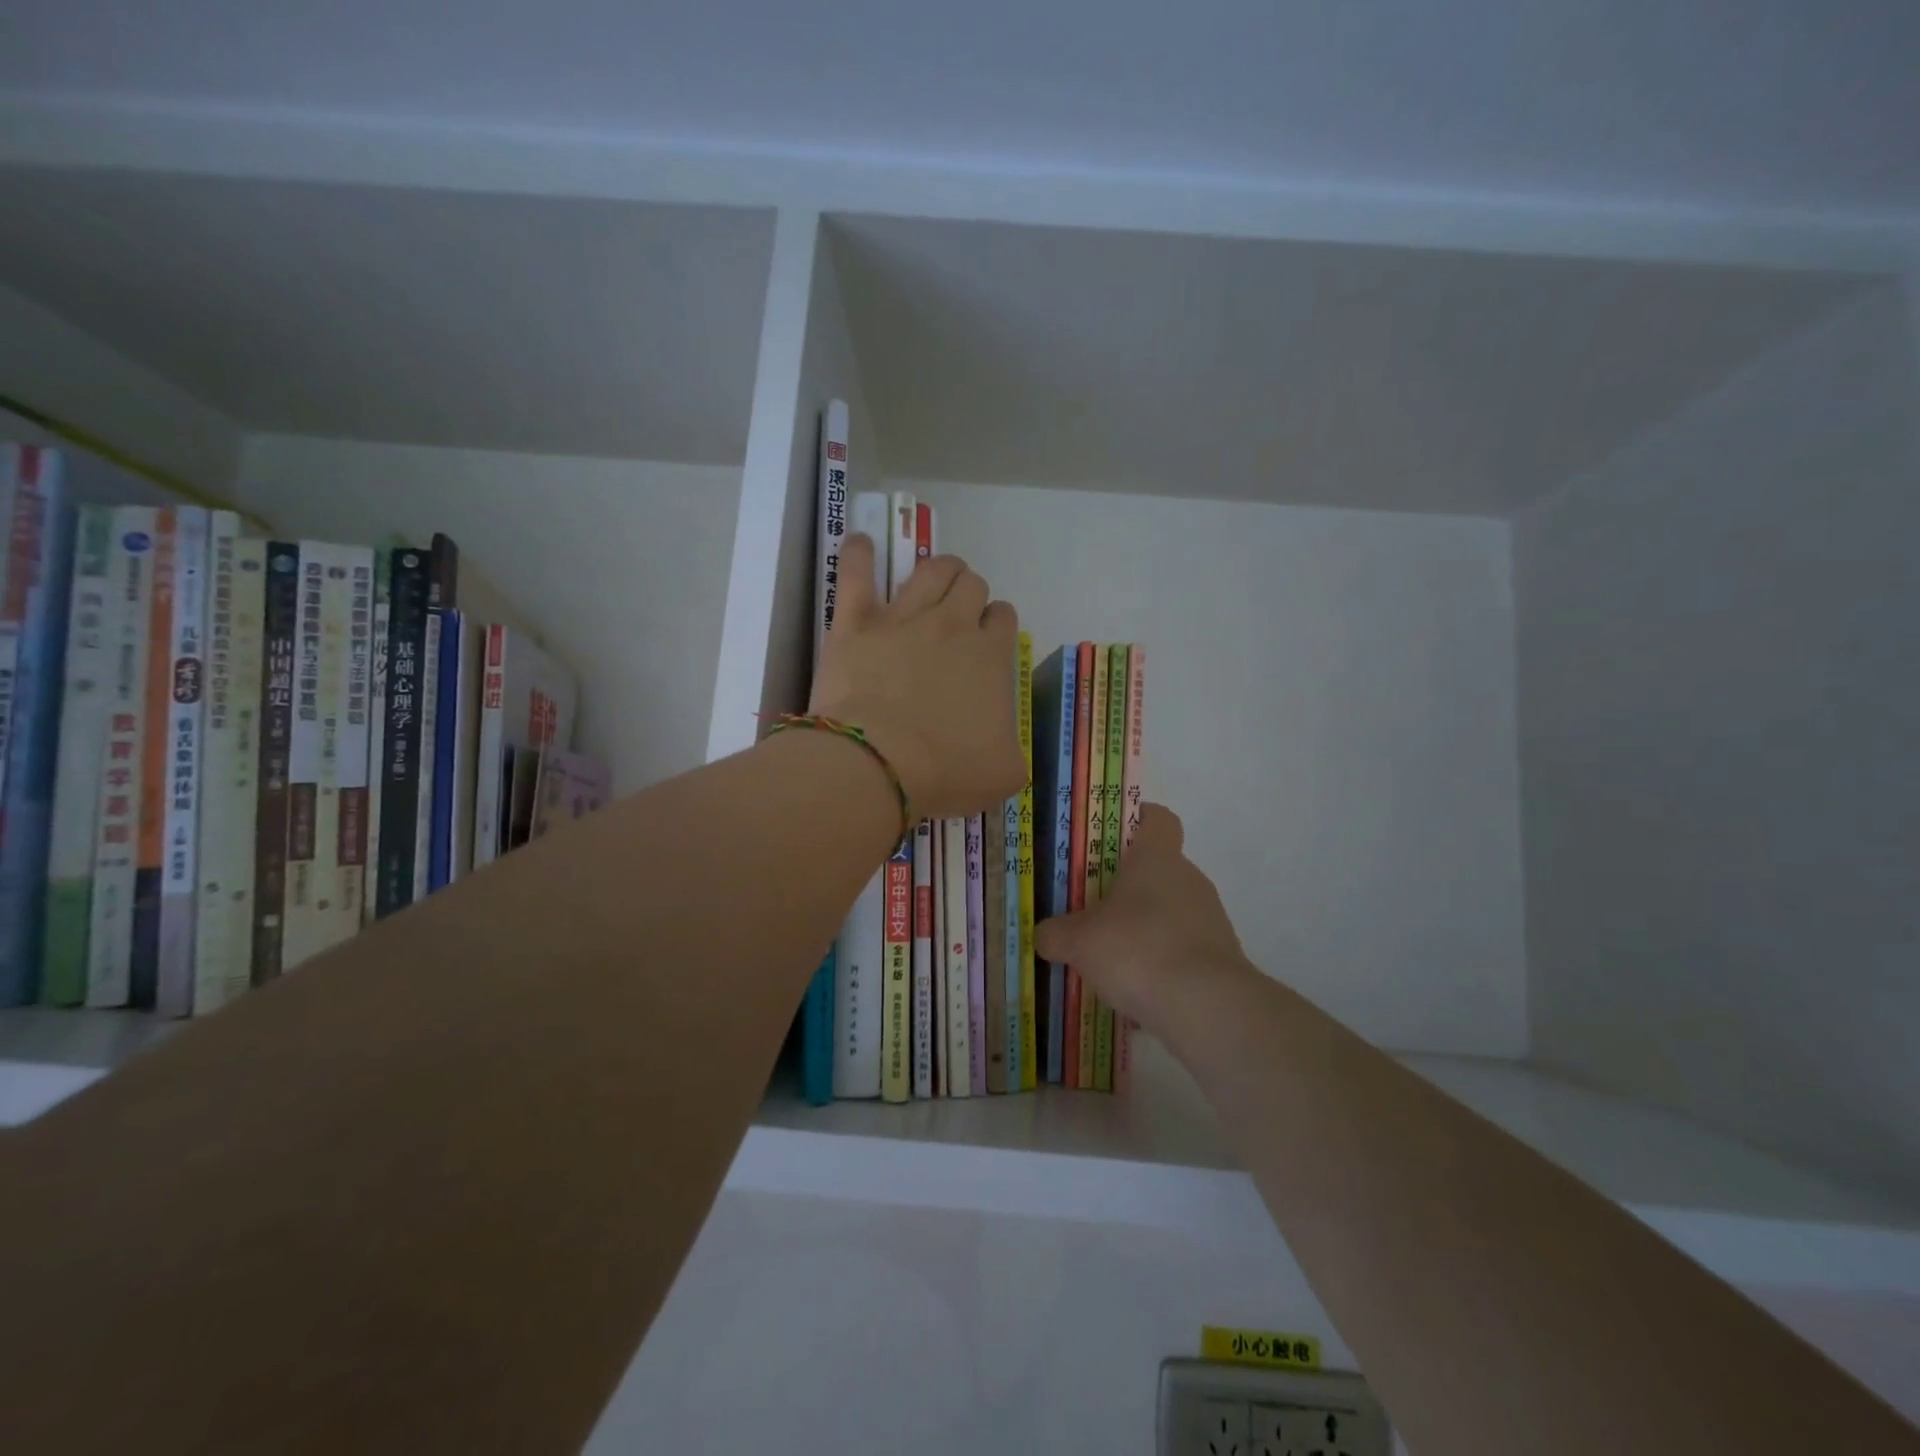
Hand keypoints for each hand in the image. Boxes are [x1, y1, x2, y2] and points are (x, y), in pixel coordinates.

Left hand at [809, 534, 1026, 820]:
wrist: (878, 764)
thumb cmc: (944, 772)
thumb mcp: (1003, 774)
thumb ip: (1012, 750)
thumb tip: (1004, 744)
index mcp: (991, 657)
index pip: (1003, 617)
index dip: (996, 624)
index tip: (986, 641)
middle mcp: (953, 625)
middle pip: (971, 585)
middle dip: (970, 594)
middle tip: (957, 617)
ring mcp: (903, 618)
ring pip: (931, 569)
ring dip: (938, 569)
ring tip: (932, 580)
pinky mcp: (857, 622)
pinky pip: (858, 571)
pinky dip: (859, 553)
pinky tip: (861, 545)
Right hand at [1033, 805, 1249, 1034]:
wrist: (1206, 1007)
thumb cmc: (1137, 950)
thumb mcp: (1079, 942)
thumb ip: (1056, 934)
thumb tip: (1043, 935)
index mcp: (1156, 857)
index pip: (1156, 818)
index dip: (1135, 820)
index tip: (1108, 839)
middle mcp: (1188, 878)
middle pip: (1158, 868)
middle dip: (1127, 886)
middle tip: (1092, 906)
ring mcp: (1210, 918)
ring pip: (1170, 910)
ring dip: (1144, 926)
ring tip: (1111, 956)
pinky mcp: (1221, 957)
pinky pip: (1182, 949)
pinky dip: (1161, 962)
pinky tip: (1136, 988)